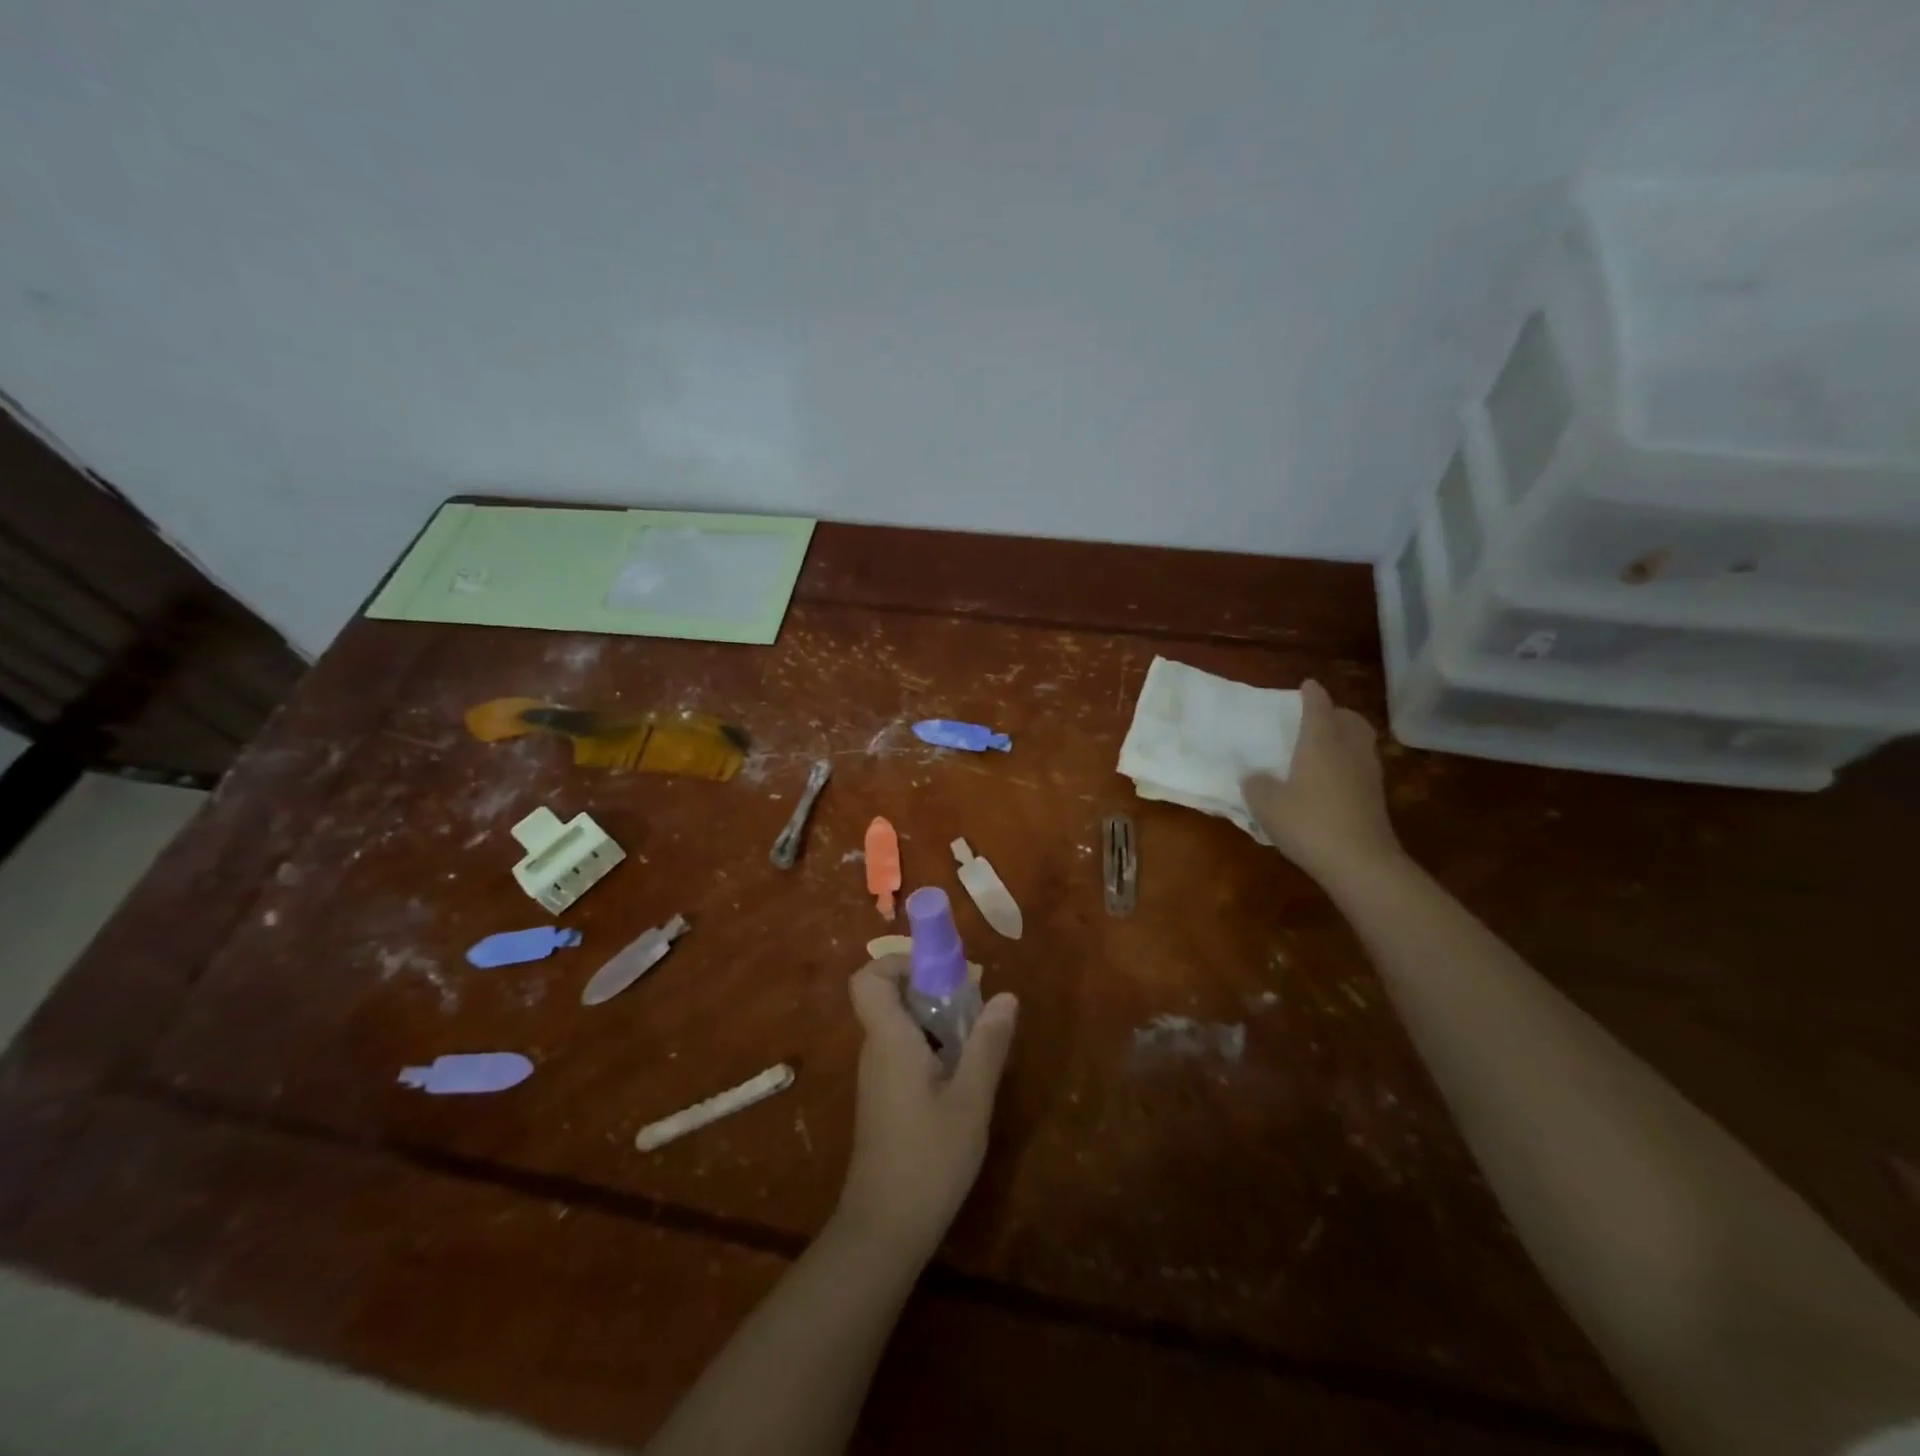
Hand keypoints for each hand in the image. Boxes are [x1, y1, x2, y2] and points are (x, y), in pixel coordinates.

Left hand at [835, 957, 1017, 1262]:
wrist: (885, 1230)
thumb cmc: (929, 1159)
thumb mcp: (971, 1100)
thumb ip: (988, 1044)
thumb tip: (1005, 995)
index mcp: (889, 1040)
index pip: (869, 979)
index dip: (898, 963)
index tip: (940, 972)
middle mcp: (876, 1049)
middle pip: (889, 996)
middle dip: (930, 988)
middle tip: (973, 1002)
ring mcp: (877, 1075)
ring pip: (899, 1024)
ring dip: (935, 1018)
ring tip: (976, 1036)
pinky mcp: (884, 1098)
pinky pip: (903, 1050)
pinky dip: (930, 1045)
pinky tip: (962, 1073)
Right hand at [1243, 678, 1401, 888]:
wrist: (1360, 863)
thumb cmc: (1308, 823)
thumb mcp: (1266, 804)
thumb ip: (1256, 784)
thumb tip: (1254, 776)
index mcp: (1321, 743)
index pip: (1318, 708)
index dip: (1312, 694)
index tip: (1307, 684)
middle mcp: (1349, 751)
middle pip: (1351, 720)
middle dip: (1337, 713)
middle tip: (1320, 717)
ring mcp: (1368, 775)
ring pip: (1361, 742)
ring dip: (1347, 736)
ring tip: (1327, 745)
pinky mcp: (1376, 799)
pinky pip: (1363, 766)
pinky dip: (1350, 762)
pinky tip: (1334, 778)